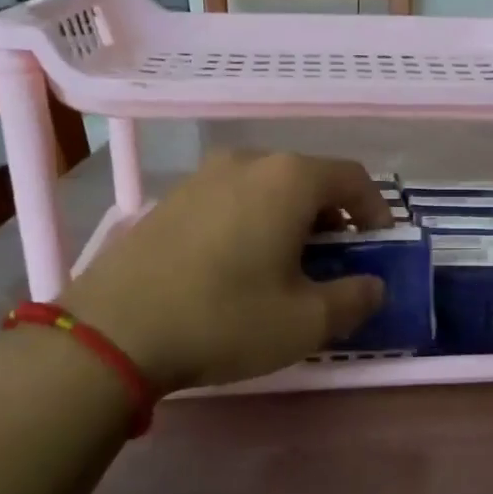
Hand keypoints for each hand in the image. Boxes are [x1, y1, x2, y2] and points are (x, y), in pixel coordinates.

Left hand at [62, 151, 392, 391]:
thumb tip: (373, 287)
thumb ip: (355, 299)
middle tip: (335, 259)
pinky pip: (230, 199)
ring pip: (266, 188)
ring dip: (291, 219)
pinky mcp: (169, 199)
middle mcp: (246, 162)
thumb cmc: (225, 319)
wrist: (114, 331)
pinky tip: (239, 265)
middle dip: (332, 217)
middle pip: (308, 179)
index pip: (352, 178)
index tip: (378, 246)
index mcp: (288, 179)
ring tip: (287, 264)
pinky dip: (252, 222)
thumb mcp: (306, 321)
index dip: (376, 210)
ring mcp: (202, 177)